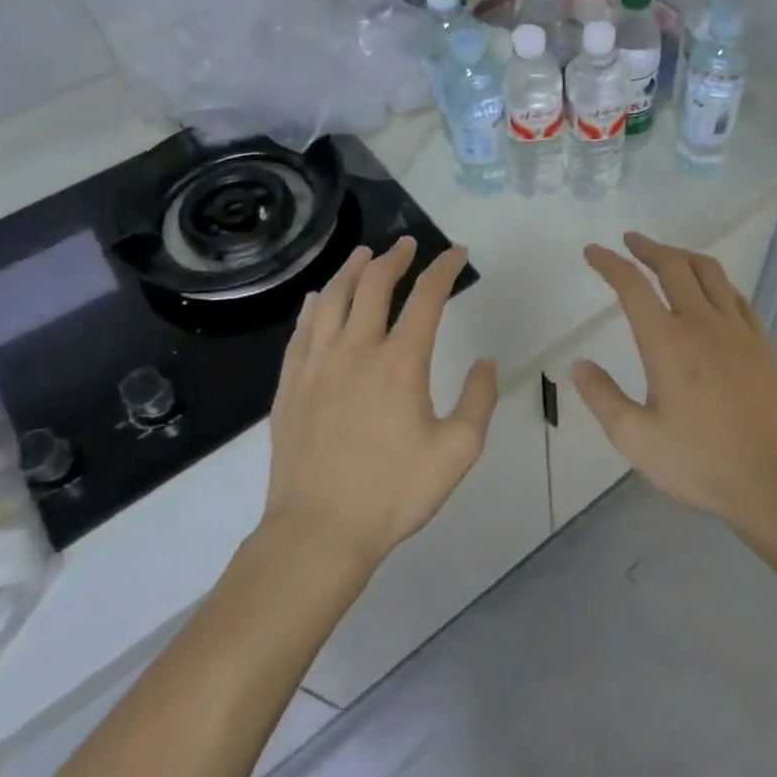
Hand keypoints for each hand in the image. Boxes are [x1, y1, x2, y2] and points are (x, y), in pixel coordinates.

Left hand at [263, 238, 497, 569]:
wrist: (318, 532)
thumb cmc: (394, 493)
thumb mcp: (458, 451)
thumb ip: (479, 399)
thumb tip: (486, 361)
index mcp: (401, 363)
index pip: (426, 297)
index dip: (444, 268)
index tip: (456, 253)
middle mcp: (356, 350)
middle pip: (373, 285)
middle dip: (394, 258)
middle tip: (407, 245)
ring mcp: (316, 366)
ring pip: (331, 299)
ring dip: (350, 270)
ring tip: (363, 255)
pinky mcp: (289, 386)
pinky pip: (301, 330)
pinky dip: (314, 305)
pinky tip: (317, 298)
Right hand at [573, 232, 776, 525]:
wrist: (771, 477)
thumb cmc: (698, 460)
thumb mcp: (635, 438)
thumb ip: (602, 397)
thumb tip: (578, 364)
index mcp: (666, 341)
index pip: (632, 286)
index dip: (610, 263)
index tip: (593, 251)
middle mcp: (701, 323)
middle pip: (674, 266)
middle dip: (648, 248)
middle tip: (629, 241)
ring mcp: (736, 330)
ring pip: (710, 273)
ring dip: (683, 255)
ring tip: (668, 255)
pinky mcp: (760, 343)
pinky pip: (737, 296)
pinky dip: (717, 282)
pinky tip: (712, 290)